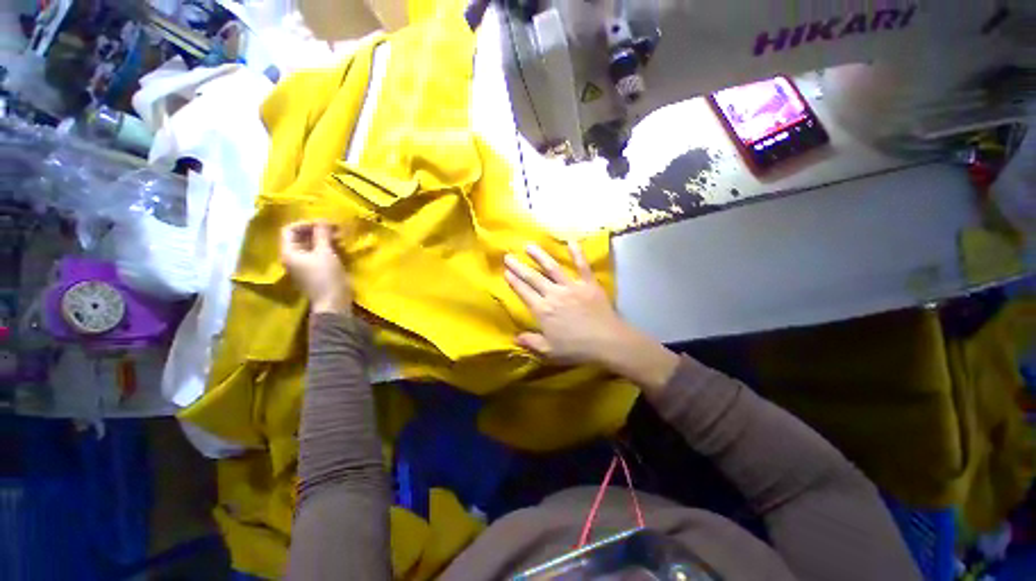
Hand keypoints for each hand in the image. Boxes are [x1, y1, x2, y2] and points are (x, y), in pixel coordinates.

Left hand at [280, 221, 351, 314]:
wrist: (333, 302)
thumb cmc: (326, 276)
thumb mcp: (325, 252)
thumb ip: (322, 234)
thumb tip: (323, 219)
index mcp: (289, 252)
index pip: (289, 229)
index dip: (306, 223)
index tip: (324, 223)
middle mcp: (292, 258)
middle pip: (299, 237)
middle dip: (316, 230)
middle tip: (334, 229)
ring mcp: (303, 266)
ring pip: (309, 246)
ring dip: (323, 239)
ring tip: (338, 237)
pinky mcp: (314, 271)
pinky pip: (316, 254)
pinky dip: (325, 248)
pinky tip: (338, 248)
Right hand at [504, 242, 679, 391]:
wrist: (607, 342)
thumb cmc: (576, 349)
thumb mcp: (549, 351)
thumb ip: (531, 342)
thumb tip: (514, 337)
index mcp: (543, 310)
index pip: (524, 292)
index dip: (514, 282)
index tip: (505, 272)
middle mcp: (553, 294)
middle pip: (533, 278)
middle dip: (519, 267)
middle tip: (508, 256)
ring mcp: (571, 286)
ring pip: (552, 268)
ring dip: (540, 256)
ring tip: (529, 246)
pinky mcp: (588, 284)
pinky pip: (582, 266)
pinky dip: (577, 253)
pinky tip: (571, 241)